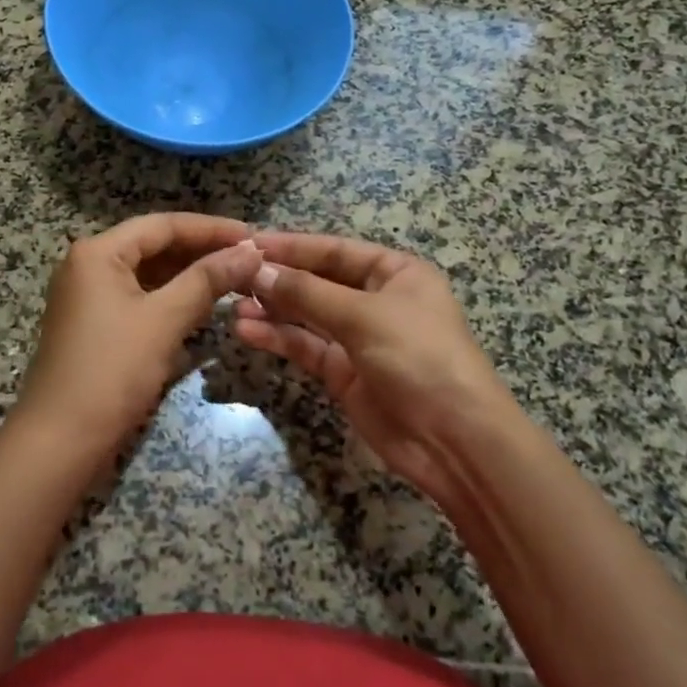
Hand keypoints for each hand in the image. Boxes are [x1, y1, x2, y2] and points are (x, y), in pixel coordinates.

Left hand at [16, 213, 262, 454]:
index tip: (253, 235)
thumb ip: (208, 280)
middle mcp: (89, 264)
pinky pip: (139, 297)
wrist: (59, 441)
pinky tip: (203, 304)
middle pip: (154, 245)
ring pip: (148, 273)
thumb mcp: (164, 320)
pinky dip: (171, 297)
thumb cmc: (112, 371)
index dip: (211, 228)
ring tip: (235, 278)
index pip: (163, 225)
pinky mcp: (94, 324)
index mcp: (98, 252)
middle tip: (249, 258)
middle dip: (202, 251)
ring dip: (189, 275)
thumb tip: (251, 250)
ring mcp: (88, 295)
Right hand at [233, 231, 519, 496]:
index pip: (334, 250)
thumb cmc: (420, 358)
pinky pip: (305, 346)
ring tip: (233, 305)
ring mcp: (358, 338)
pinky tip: (247, 332)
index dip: (292, 246)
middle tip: (231, 274)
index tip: (248, 243)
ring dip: (272, 310)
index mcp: (394, 272)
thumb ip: (307, 292)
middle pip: (317, 281)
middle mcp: (375, 299)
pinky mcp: (344, 373)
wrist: (455, 443)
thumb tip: (258, 269)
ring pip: (306, 315)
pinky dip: (278, 338)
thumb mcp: (364, 316)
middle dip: (277, 278)